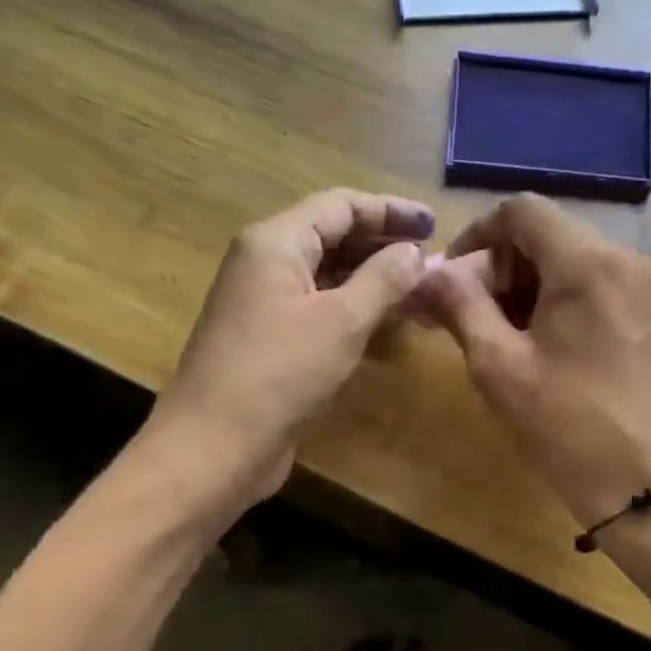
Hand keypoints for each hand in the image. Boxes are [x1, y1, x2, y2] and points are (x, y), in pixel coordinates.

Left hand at [151, 188, 434, 507]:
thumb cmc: (279, 374)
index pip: (340, 205)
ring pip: (327, 275)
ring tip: (419, 291)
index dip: (390, 210)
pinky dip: (354, 310)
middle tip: (433, 260)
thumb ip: (382, 279)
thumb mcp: (341, 321)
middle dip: (383, 244)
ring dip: (372, 279)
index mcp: (275, 242)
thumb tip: (414, 251)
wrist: (216, 446)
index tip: (434, 225)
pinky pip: (319, 309)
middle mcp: (266, 263)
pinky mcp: (271, 340)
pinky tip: (387, 324)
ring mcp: (266, 303)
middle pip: (332, 235)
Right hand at [422, 193, 650, 526]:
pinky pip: (592, 285)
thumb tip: (426, 272)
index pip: (522, 211)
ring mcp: (643, 286)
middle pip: (546, 235)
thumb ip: (460, 306)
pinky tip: (532, 342)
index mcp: (588, 263)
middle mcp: (624, 259)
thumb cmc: (565, 425)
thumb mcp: (499, 365)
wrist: (641, 484)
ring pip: (568, 260)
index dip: (476, 236)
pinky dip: (554, 300)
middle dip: (497, 267)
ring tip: (493, 335)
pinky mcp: (648, 314)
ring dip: (523, 286)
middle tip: (463, 314)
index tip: (450, 279)